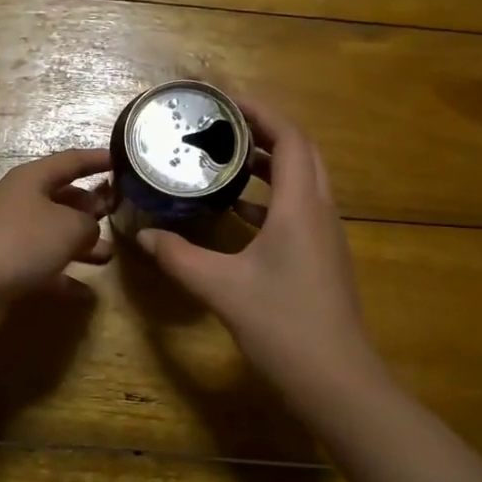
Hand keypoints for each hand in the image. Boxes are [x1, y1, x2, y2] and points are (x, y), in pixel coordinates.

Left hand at [0, 148, 113, 307]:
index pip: (71, 161)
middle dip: (91, 206)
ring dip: (81, 243)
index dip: (98, 159)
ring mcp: (12, 234)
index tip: (123, 159)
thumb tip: (89, 230)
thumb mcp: (70, 226)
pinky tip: (87, 292)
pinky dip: (65, 275)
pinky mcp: (8, 265)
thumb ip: (89, 224)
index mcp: (34, 179)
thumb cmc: (23, 240)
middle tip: (119, 213)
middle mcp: (22, 201)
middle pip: (62, 198)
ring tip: (109, 254)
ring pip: (55, 233)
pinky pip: (44, 266)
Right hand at [135, 100, 384, 408]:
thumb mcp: (221, 288)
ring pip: (302, 182)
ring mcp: (326, 237)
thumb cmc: (283, 325)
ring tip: (227, 160)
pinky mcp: (323, 258)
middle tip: (223, 127)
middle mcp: (319, 212)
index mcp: (300, 206)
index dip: (260, 112)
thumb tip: (144, 235)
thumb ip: (179, 257)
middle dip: (265, 132)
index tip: (225, 100)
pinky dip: (271, 199)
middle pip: (301, 153)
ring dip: (270, 165)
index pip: (289, 138)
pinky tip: (239, 213)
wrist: (336, 381)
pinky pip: (299, 210)